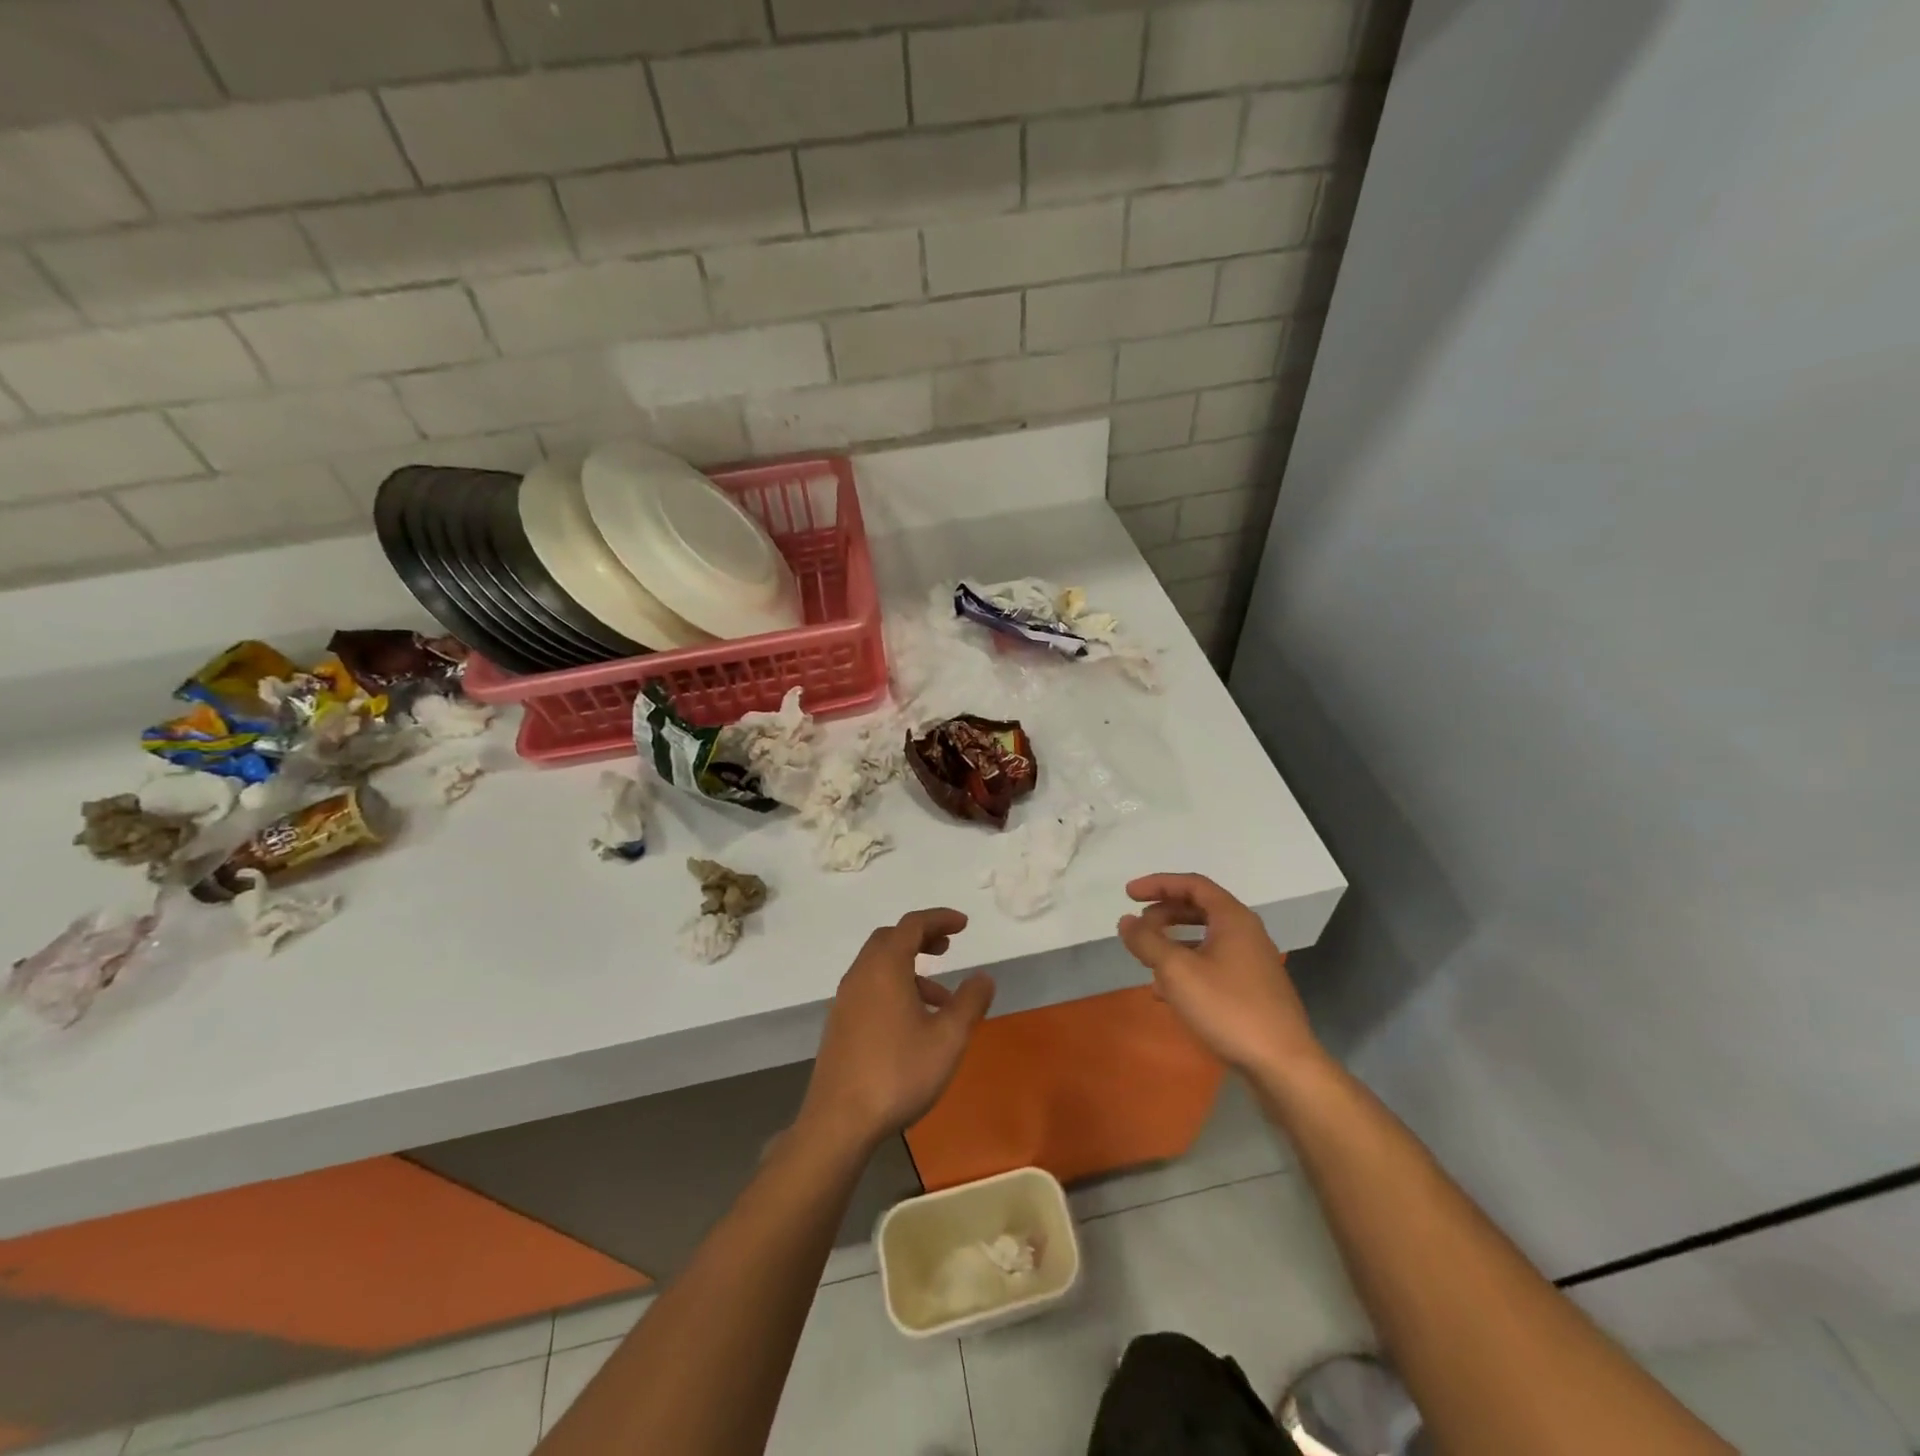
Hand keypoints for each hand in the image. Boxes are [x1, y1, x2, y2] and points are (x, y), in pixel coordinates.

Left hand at [799, 908, 994, 1151]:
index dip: (940, 918)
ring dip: (910, 967)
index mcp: (885, 967)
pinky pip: (870, 987)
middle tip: (948, 947)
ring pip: (879, 965)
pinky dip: (894, 987)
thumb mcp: (948, 1038)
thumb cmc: (898, 1073)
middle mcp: (861, 974)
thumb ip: (970, 1002)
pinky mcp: (840, 1023)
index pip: (912, 925)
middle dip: (921, 937)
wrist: (839, 1121)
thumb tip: (983, 977)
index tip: (964, 924)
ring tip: (942, 997)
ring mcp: (845, 999)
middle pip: (891, 938)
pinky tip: (914, 1023)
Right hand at [1117, 873, 1322, 1082]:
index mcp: (1232, 918)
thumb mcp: (1177, 971)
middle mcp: (1246, 933)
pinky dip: (1187, 967)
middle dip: (1164, 914)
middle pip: (1199, 909)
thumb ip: (1147, 941)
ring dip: (1173, 943)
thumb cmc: (1228, 1008)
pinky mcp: (1252, 989)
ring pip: (1205, 939)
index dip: (1158, 884)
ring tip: (1148, 960)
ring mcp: (1252, 962)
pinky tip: (1168, 993)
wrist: (1283, 1064)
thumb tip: (1126, 921)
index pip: (1192, 884)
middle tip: (1138, 927)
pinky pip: (1213, 964)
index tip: (1128, 894)